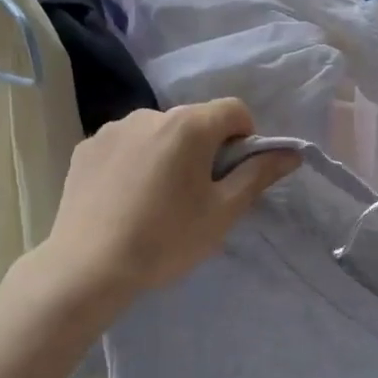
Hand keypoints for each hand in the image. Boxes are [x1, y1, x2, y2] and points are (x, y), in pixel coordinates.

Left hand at [44, 100, 299, 303]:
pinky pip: (125, 146)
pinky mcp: (86, 148)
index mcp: (188, 125)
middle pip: (194, 121)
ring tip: (157, 200)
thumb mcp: (223, 212)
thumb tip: (291, 153)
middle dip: (205, 148)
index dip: (245, 138)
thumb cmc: (167, 239)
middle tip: (198, 195)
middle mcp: (149, 114)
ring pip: (157, 133)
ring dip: (168, 154)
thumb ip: (258, 175)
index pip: (234, 110)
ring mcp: (112, 129)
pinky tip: (126, 199)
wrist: (88, 267)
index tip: (234, 175)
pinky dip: (134, 163)